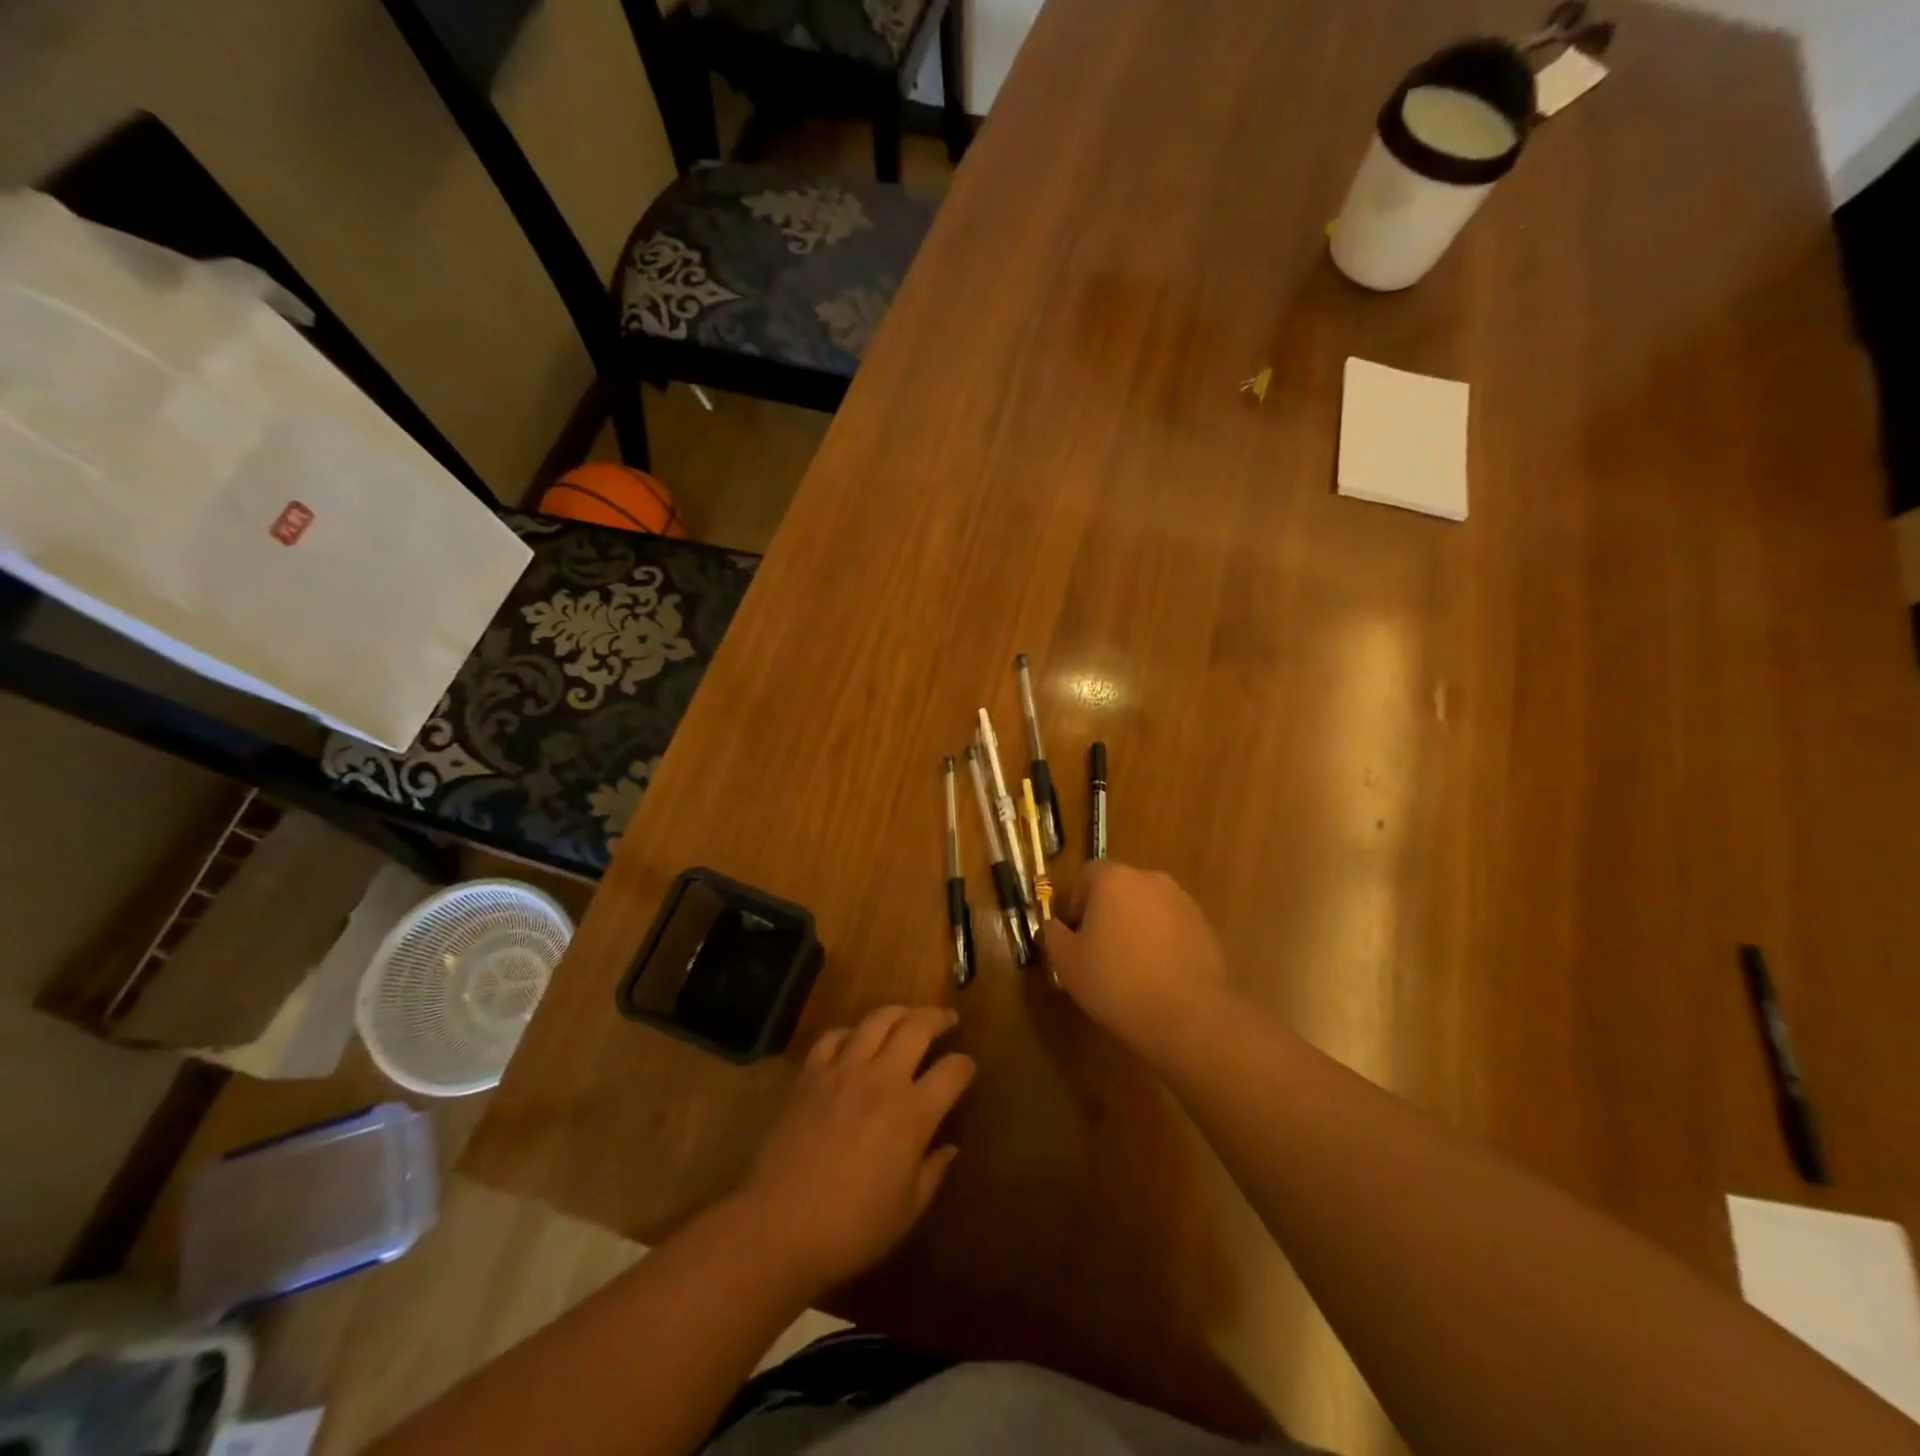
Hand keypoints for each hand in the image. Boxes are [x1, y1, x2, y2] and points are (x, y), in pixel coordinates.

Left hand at [739, 1006, 975, 1296]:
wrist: (777, 1228)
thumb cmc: (850, 1229)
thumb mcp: (906, 1211)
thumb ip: (933, 1172)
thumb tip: (951, 1149)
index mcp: (913, 1114)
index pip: (952, 1070)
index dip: (966, 1065)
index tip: (968, 1068)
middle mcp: (881, 1079)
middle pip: (917, 1027)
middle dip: (938, 1018)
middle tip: (948, 1019)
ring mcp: (842, 1071)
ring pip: (877, 1020)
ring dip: (899, 1012)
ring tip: (907, 1017)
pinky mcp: (810, 1074)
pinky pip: (833, 1036)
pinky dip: (850, 1032)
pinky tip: (854, 1040)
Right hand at [1042, 861, 1232, 1059]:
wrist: (1187, 1015)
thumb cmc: (1116, 981)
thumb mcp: (1067, 962)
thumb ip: (1053, 935)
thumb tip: (1054, 926)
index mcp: (1114, 879)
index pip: (1088, 875)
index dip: (1077, 903)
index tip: (1075, 935)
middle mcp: (1151, 880)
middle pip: (1120, 889)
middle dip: (1108, 914)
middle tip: (1099, 952)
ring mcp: (1183, 902)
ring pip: (1148, 908)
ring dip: (1137, 927)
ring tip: (1131, 967)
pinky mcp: (1205, 928)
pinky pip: (1172, 927)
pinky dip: (1162, 942)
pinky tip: (1158, 976)